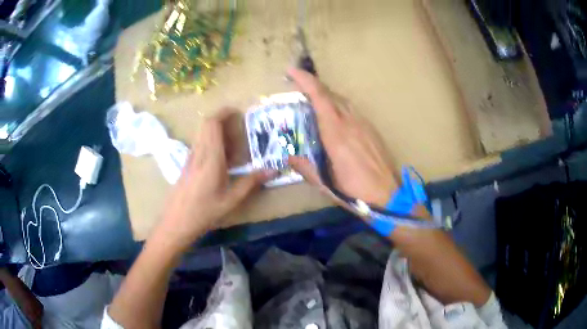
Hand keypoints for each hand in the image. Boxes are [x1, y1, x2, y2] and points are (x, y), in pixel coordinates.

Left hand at [154, 110, 274, 250]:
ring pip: (202, 134)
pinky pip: (200, 145)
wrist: (176, 223)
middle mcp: (198, 153)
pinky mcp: (187, 165)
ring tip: (234, 148)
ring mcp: (190, 158)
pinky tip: (222, 162)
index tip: (238, 112)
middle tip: (239, 130)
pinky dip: (212, 144)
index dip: (224, 112)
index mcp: (210, 157)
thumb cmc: (204, 212)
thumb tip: (273, 170)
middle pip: (206, 124)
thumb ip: (251, 182)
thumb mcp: (231, 200)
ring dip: (217, 132)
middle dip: (223, 120)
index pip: (212, 123)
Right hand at [287, 68, 398, 207]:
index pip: (320, 98)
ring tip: (314, 101)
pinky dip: (339, 106)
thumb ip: (306, 169)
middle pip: (331, 94)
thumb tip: (289, 157)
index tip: (291, 71)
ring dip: (326, 96)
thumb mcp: (326, 185)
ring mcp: (364, 125)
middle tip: (298, 86)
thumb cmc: (356, 193)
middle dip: (313, 85)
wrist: (390, 196)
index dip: (305, 81)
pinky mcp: (372, 130)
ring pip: (342, 100)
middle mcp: (351, 123)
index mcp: (337, 135)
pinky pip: (352, 110)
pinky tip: (336, 118)